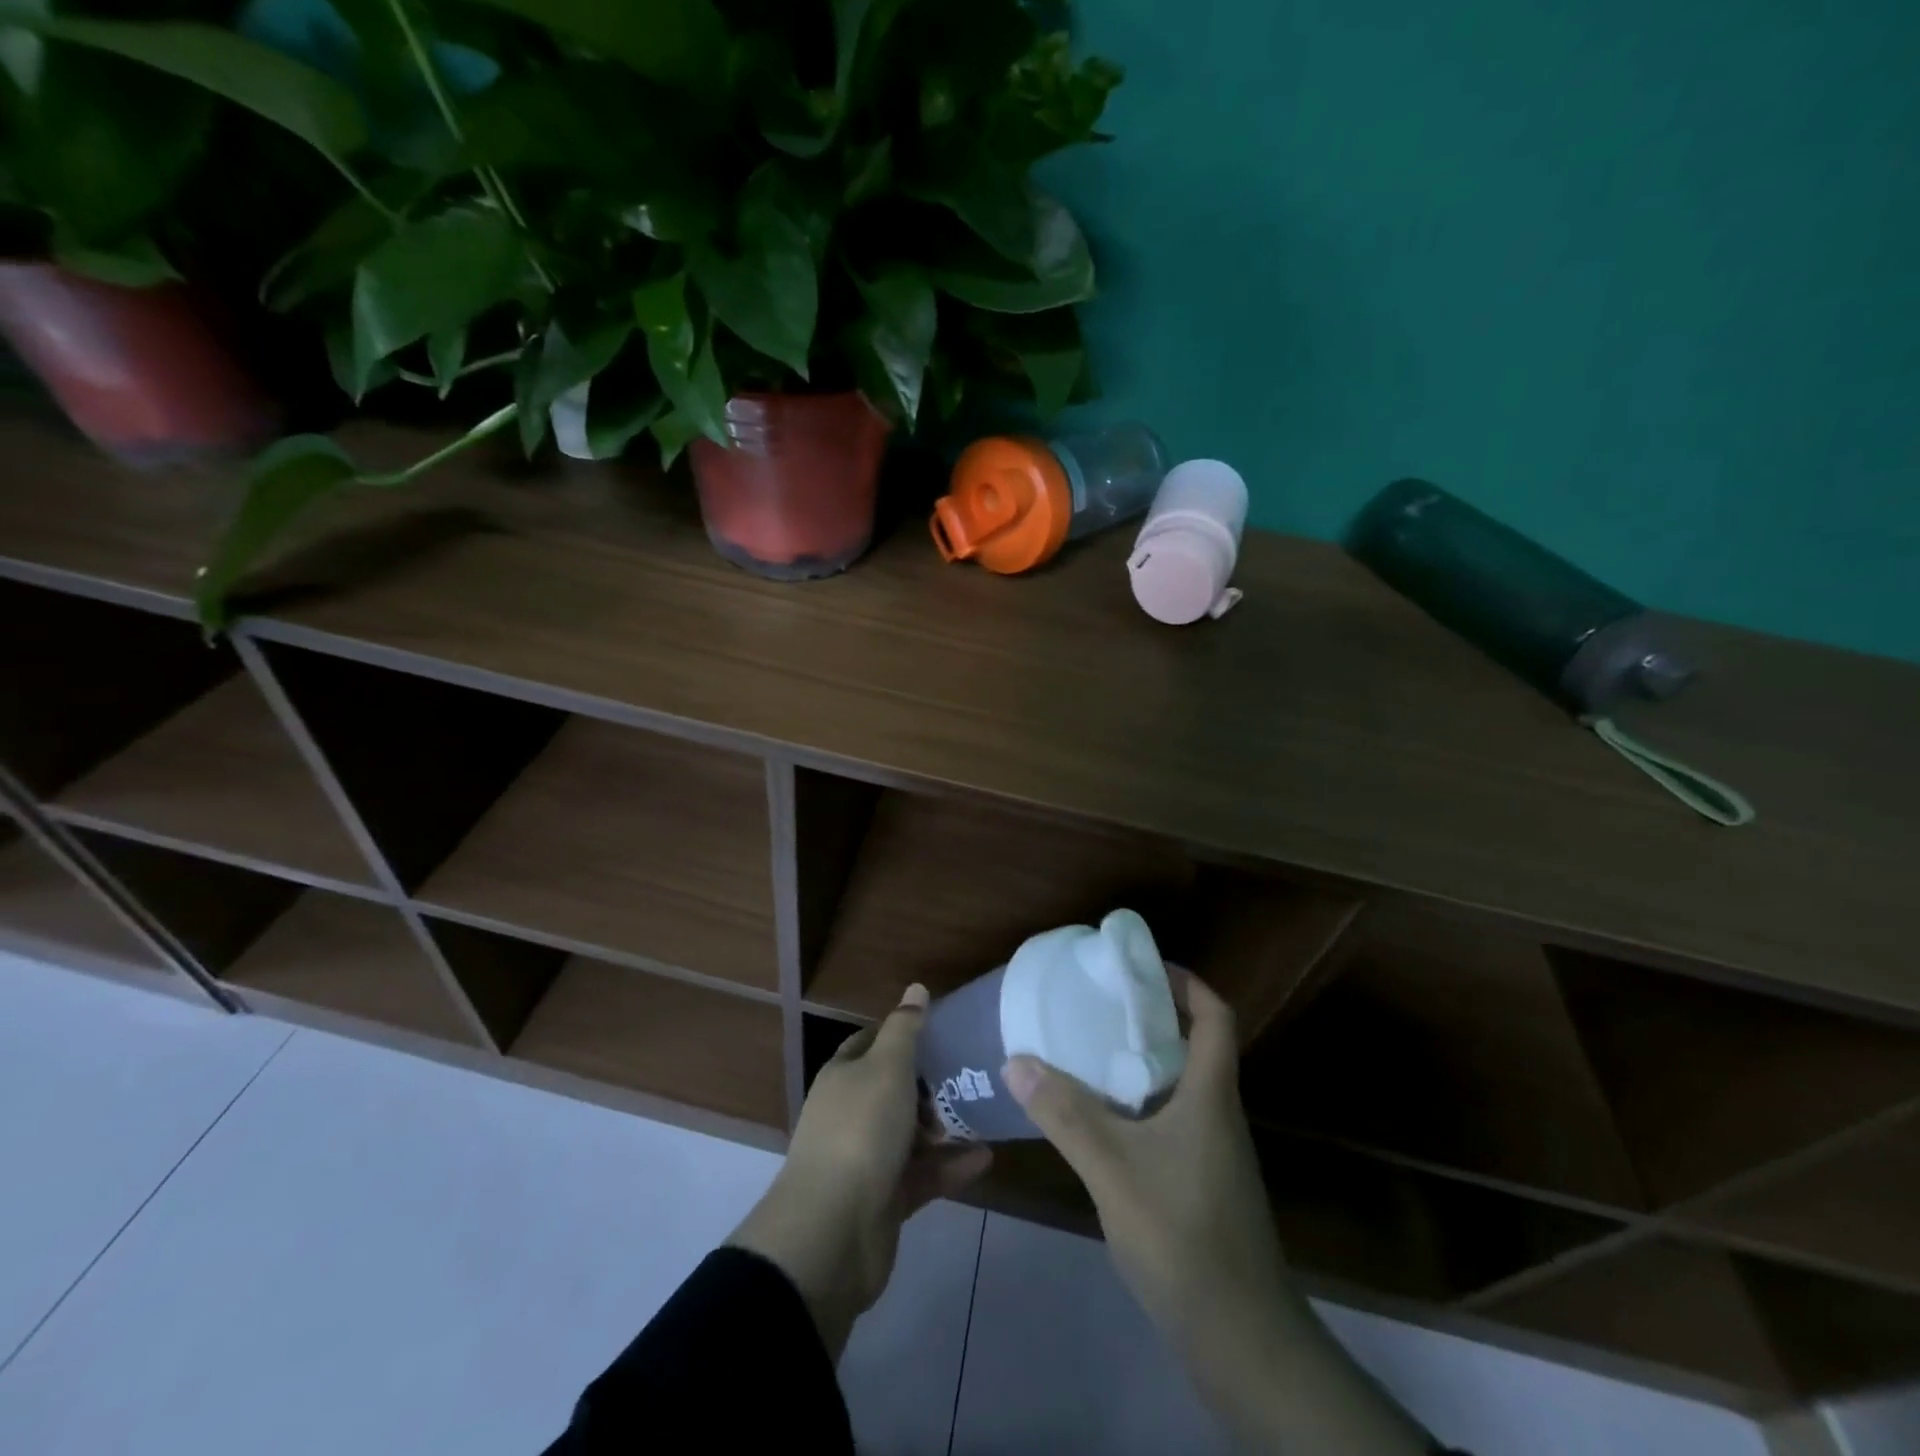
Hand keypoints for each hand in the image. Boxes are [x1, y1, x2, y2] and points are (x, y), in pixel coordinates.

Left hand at [729, 983, 991, 1358]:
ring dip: (946, 1127)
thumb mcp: (887, 1067)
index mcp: (844, 1076)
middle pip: (894, 1089)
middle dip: (931, 1084)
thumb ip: (905, 1028)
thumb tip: (916, 988)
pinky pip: (923, 1174)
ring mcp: (866, 1159)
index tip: (942, 1031)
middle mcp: (851, 1113)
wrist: (832, 1232)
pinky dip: (951, 1166)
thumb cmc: (860, 1131)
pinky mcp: (885, 1199)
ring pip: (911, 1134)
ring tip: (985, 1115)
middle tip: (971, 1076)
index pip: (872, 1043)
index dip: (903, 1034)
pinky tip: (984, 1158)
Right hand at [1005, 969, 1429, 1453]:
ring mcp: (1212, 1153)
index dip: (1185, 982)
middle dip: (1148, 1018)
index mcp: (1210, 1094)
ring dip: (1139, 1063)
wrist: (1241, 1341)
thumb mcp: (1114, 1169)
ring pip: (1178, 1086)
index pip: (1215, 1017)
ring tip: (1086, 1051)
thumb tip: (1017, 1059)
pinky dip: (1136, 1106)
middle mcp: (1217, 1114)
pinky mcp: (1200, 1184)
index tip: (1140, 967)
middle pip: (1192, 1046)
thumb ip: (1065, 1113)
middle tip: (1096, 1004)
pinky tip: (1098, 1121)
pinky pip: (1169, 1122)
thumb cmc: (1184, 1235)